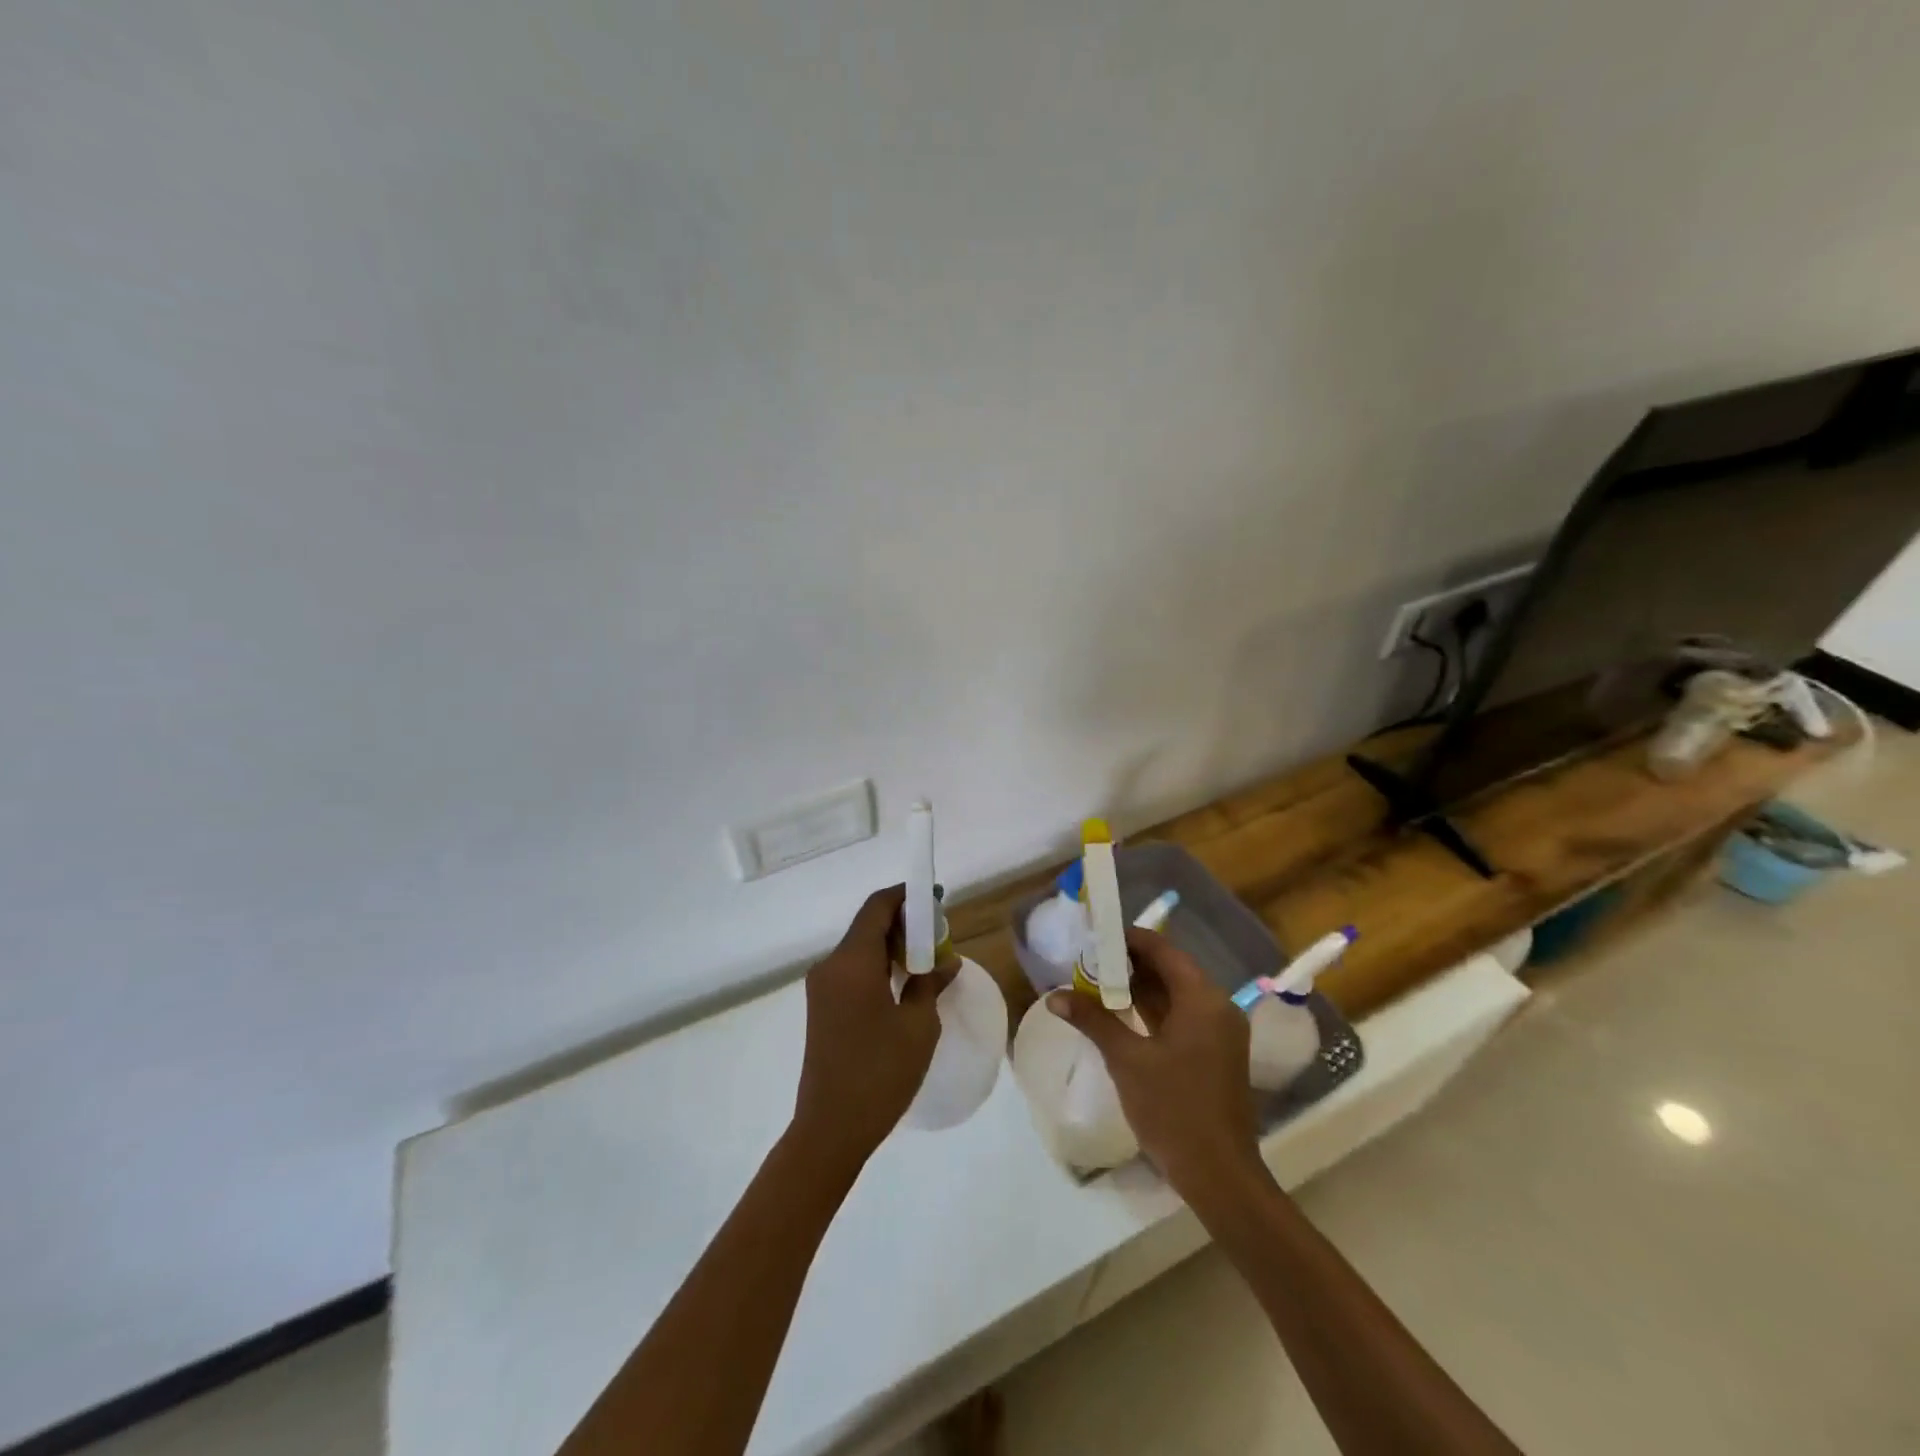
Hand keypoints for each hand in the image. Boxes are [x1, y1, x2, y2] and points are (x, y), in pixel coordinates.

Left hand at [790, 885, 955, 1172]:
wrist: (830, 1129)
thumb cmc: (880, 1073)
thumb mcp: (918, 1026)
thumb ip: (930, 984)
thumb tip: (946, 961)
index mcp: (852, 962)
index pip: (877, 907)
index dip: (906, 896)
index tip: (935, 899)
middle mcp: (831, 965)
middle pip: (868, 925)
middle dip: (903, 923)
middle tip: (939, 935)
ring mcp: (822, 987)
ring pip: (860, 948)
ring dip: (891, 946)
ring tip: (927, 959)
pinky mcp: (821, 1007)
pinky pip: (852, 970)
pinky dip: (878, 965)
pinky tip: (903, 983)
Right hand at [1049, 927, 1262, 1193]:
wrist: (1219, 1174)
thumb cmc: (1173, 1109)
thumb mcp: (1127, 1060)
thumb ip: (1093, 1020)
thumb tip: (1055, 995)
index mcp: (1202, 999)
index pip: (1162, 950)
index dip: (1127, 939)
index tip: (1094, 937)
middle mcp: (1217, 1006)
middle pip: (1170, 969)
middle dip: (1129, 964)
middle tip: (1088, 961)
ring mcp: (1219, 1031)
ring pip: (1176, 994)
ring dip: (1140, 988)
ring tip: (1097, 983)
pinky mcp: (1215, 1053)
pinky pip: (1182, 1016)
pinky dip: (1153, 1011)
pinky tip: (1121, 1014)